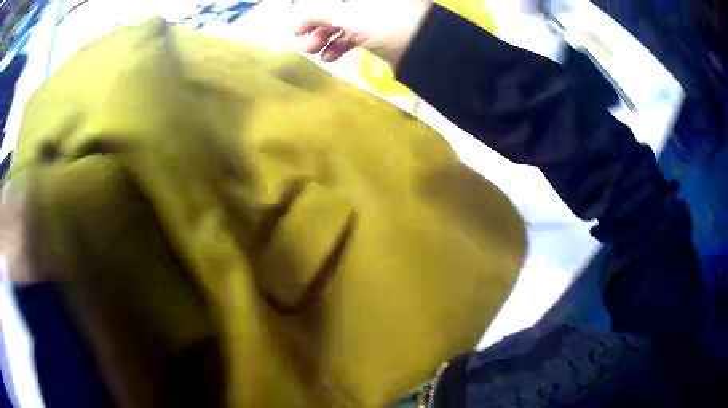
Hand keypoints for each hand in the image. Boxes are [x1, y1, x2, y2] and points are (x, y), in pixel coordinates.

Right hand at [290, 0, 431, 66]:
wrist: (429, 50)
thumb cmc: (386, 22)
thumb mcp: (346, 14)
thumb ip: (314, 11)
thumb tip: (293, 19)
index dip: (307, 3)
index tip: (292, 12)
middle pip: (333, 4)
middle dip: (312, 21)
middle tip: (298, 36)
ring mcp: (376, 11)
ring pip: (342, 19)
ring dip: (322, 35)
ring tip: (311, 51)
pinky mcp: (380, 29)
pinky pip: (354, 32)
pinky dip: (340, 44)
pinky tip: (329, 57)